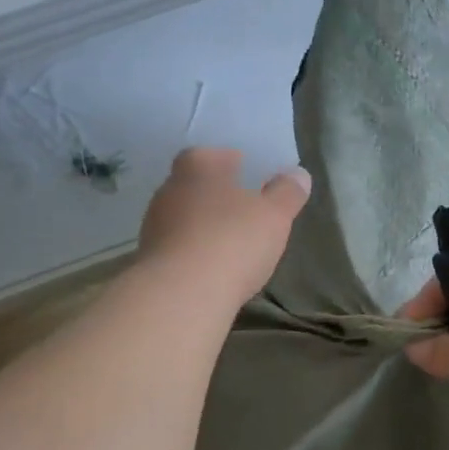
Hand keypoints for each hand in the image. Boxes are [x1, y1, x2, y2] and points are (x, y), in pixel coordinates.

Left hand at [137, 148, 309, 307]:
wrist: (181, 295)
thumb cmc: (232, 241)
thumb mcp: (274, 215)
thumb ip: (287, 193)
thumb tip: (298, 175)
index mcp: (198, 167)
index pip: (210, 154)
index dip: (229, 162)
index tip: (248, 174)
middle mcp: (169, 189)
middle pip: (195, 185)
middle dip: (217, 195)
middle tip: (243, 209)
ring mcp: (153, 225)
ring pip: (183, 217)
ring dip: (203, 225)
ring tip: (229, 241)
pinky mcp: (149, 260)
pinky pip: (177, 247)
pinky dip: (193, 252)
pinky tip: (212, 267)